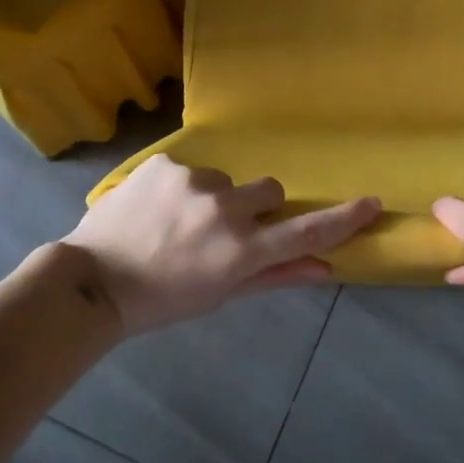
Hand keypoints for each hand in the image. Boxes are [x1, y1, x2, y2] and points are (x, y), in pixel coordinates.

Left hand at [64, 155, 381, 334]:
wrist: (93, 280)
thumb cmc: (163, 299)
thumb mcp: (221, 293)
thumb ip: (276, 275)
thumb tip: (326, 268)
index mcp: (240, 251)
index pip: (304, 232)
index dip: (341, 218)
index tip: (370, 202)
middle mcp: (224, 209)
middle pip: (269, 191)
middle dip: (255, 207)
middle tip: (221, 230)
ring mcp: (193, 181)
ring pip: (225, 180)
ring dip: (213, 197)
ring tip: (176, 222)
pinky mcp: (165, 163)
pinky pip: (189, 169)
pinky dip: (180, 187)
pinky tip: (153, 208)